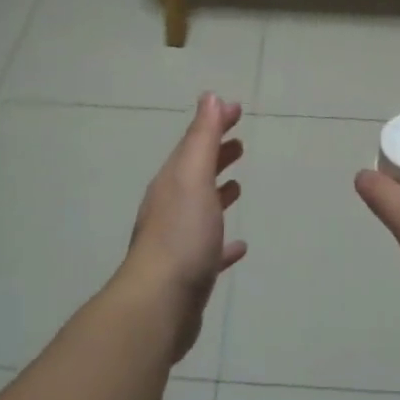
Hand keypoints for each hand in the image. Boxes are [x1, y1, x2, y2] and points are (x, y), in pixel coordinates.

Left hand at [121, 93, 247, 359]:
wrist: (159, 303)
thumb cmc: (181, 234)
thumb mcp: (193, 177)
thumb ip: (202, 139)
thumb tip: (210, 97)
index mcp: (172, 182)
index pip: (195, 143)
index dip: (215, 123)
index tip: (237, 109)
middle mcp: (171, 207)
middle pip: (196, 173)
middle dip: (216, 155)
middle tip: (240, 142)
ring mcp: (179, 241)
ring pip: (202, 209)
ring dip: (218, 194)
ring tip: (238, 186)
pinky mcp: (190, 272)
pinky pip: (210, 249)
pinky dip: (224, 243)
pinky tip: (239, 247)